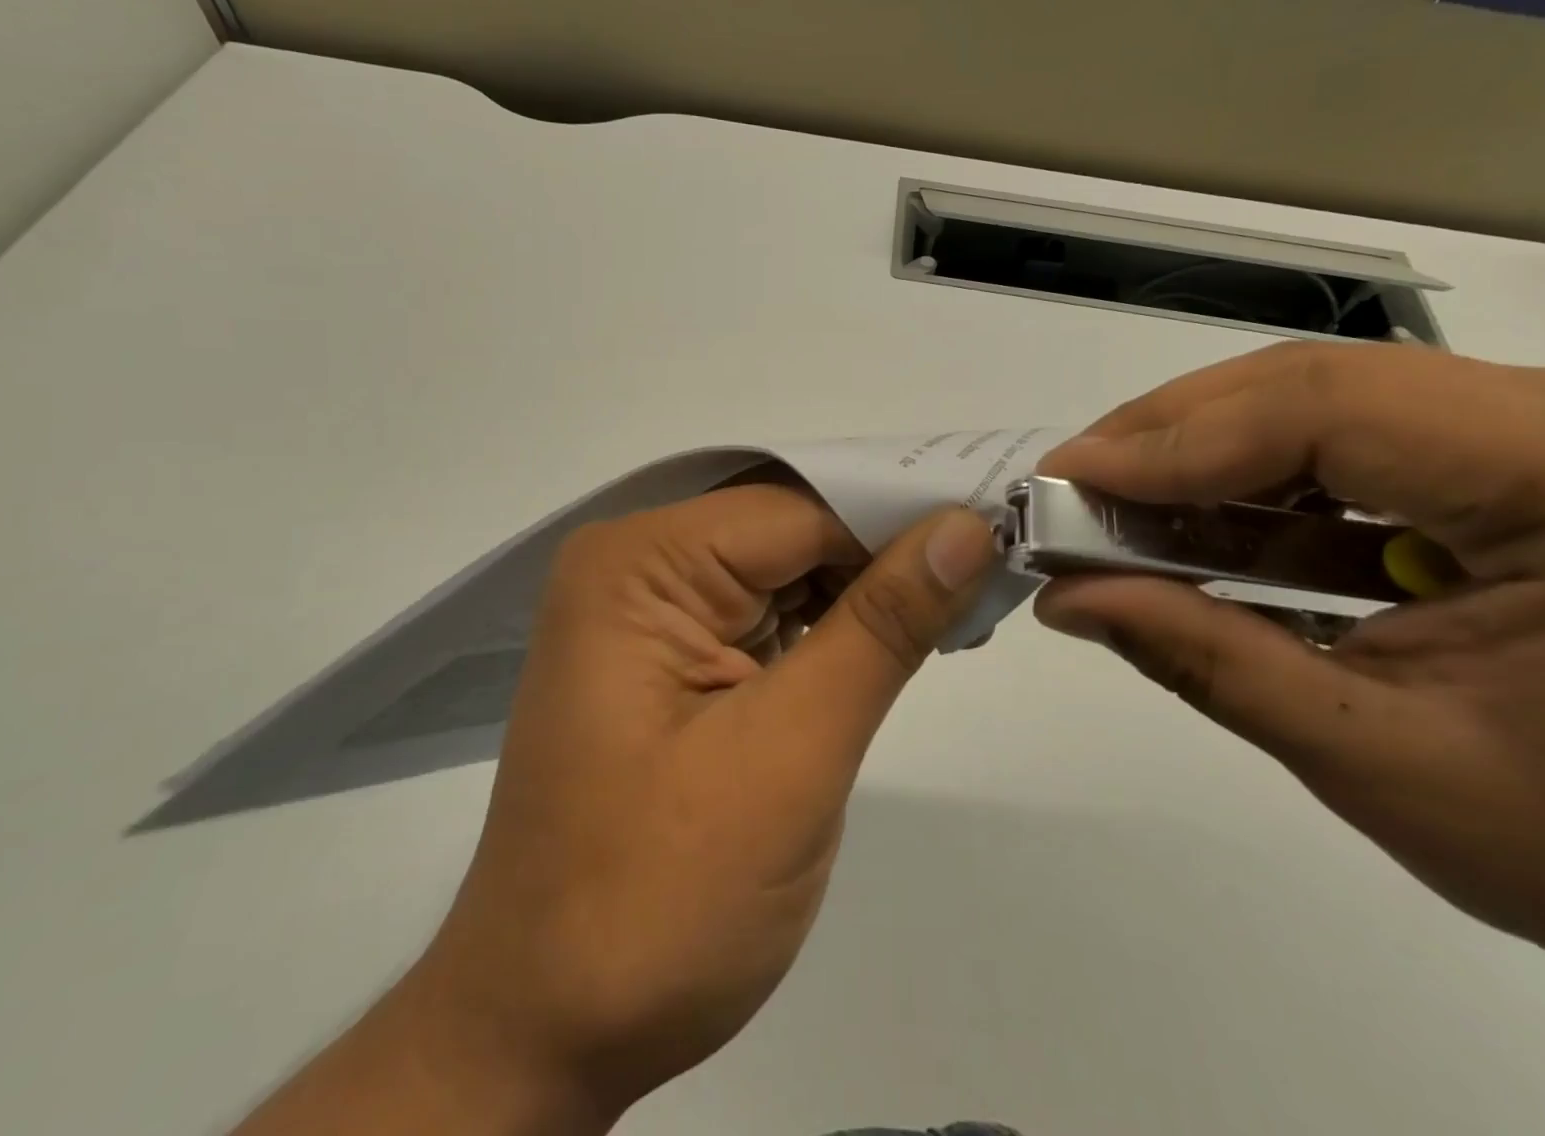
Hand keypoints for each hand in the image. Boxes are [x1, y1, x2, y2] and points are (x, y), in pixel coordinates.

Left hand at [374, 485, 995, 1132]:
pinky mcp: (668, 655)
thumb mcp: (790, 753)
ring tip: (955, 613)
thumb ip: (883, 627)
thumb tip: (967, 527)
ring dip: (864, 594)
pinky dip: (830, 627)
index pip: (798, 510)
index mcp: (640, 564)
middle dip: (885, 556)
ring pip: (785, 568)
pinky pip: (765, 611)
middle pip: (790, 531)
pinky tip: (888, 645)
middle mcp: (636, 566)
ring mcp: (647, 610)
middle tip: (987, 578)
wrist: (549, 1033)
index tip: (995, 537)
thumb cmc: (660, 900)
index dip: (898, 521)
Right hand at [1034, 343, 1544, 1088]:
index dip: (1172, 442)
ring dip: (1204, 460)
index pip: (1327, 410)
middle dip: (1171, 440)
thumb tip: (1064, 599)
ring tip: (1113, 510)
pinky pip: (1348, 442)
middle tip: (1072, 490)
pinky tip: (1192, 527)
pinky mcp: (1517, 450)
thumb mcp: (1378, 760)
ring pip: (1318, 403)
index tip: (1065, 480)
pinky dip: (1257, 485)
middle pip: (1312, 387)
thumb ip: (1203, 659)